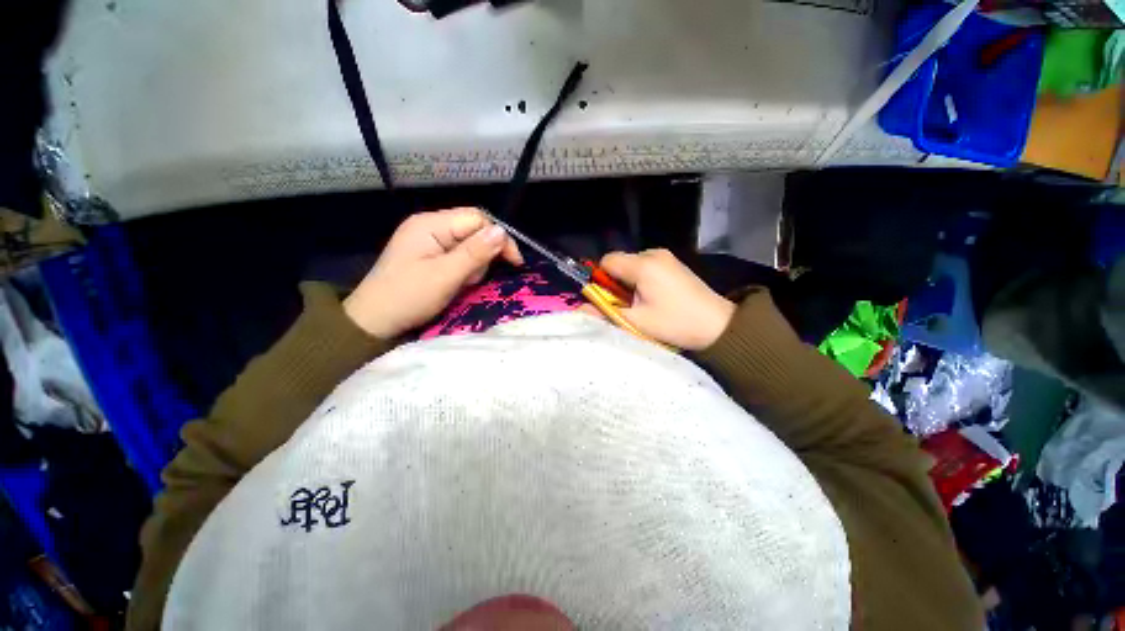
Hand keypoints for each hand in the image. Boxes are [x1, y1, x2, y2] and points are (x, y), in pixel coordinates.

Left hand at [344, 208, 522, 338]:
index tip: (515, 262)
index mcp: (430, 224)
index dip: (499, 238)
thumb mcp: (446, 276)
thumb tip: (503, 230)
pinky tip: (456, 282)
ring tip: (462, 283)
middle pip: (473, 229)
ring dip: (474, 264)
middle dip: (484, 253)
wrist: (374, 321)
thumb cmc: (409, 297)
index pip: (477, 219)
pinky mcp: (429, 254)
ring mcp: (428, 239)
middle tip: (476, 277)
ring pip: (468, 243)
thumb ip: (475, 252)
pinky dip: (464, 269)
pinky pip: (458, 254)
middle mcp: (429, 225)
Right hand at [598, 249, 735, 350]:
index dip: (601, 279)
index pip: (607, 261)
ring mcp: (666, 257)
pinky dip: (642, 281)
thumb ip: (606, 313)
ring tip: (643, 304)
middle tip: (628, 306)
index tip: (609, 299)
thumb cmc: (675, 323)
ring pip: (632, 265)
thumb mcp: (637, 322)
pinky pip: (646, 267)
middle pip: (620, 262)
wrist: (718, 326)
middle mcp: (653, 254)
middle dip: (616, 283)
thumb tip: (579, 308)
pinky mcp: (673, 263)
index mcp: (643, 265)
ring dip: (629, 283)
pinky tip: (655, 298)